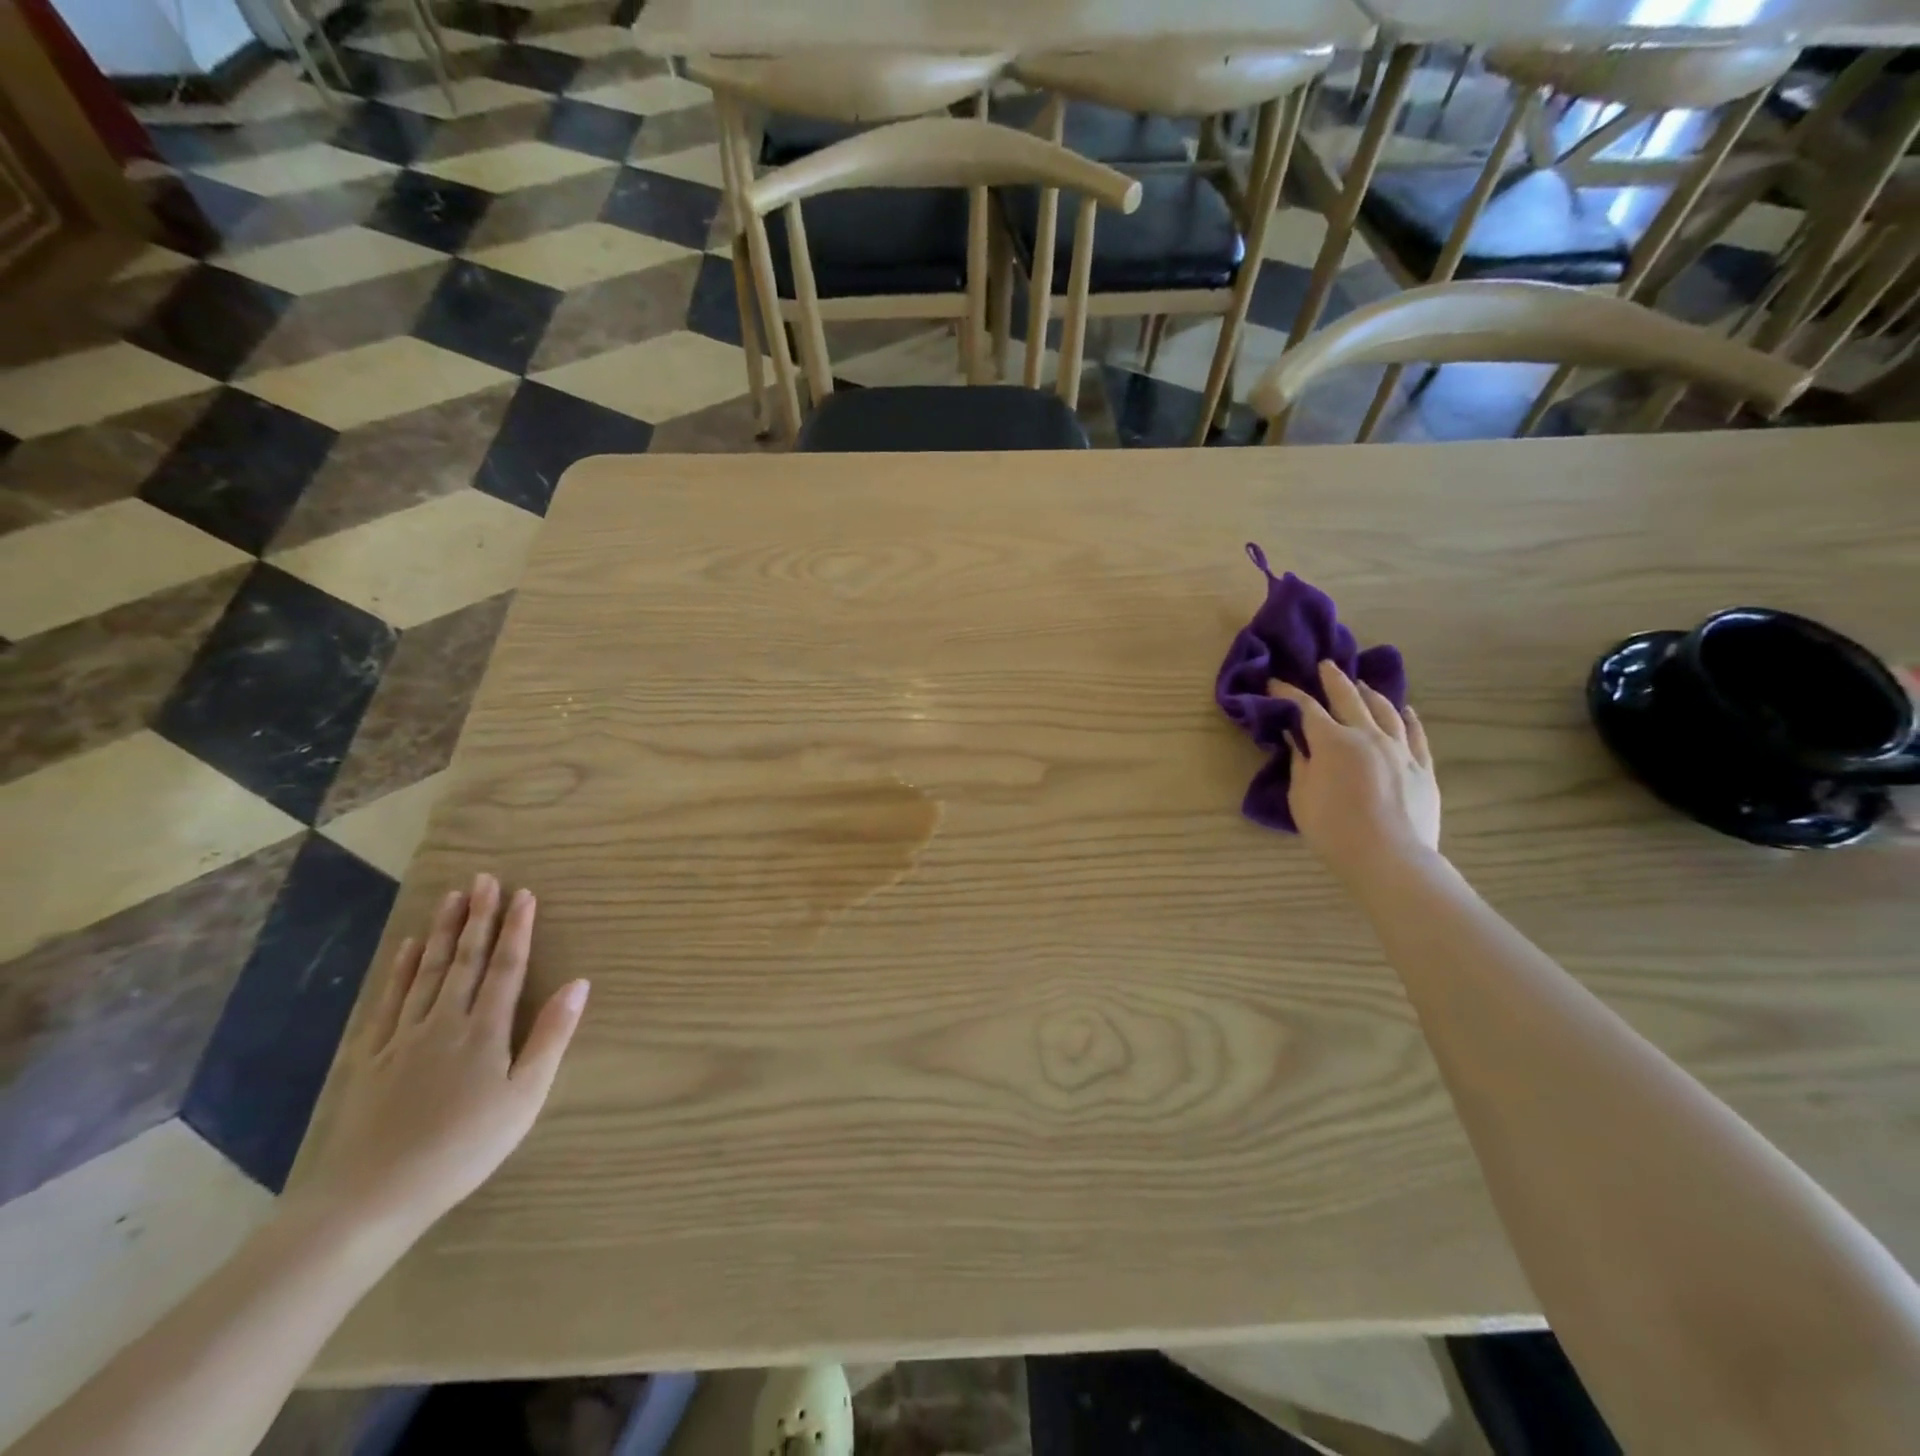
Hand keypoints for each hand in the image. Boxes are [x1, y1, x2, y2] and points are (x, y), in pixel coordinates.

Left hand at [287, 875, 588, 1242]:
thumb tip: (579, 983)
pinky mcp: (370, 1057)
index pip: (506, 967)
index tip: (524, 894)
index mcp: (485, 1030)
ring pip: (427, 972)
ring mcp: (403, 1037)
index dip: (517, 929)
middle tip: (484, 878)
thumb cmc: (464, 1148)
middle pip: (465, 959)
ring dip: (441, 932)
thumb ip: (551, 1037)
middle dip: (479, 917)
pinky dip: (399, 970)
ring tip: (451, 898)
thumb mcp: (524, 1097)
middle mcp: (444, 1021)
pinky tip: (405, 949)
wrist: (371, 1198)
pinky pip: (388, 1001)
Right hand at [1269, 661, 1440, 886]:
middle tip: (1324, 665)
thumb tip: (1296, 738)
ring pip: (1386, 710)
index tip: (1276, 682)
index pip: (1306, 708)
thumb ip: (1300, 762)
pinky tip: (1405, 710)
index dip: (1289, 693)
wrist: (1390, 858)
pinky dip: (1408, 718)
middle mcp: (1368, 735)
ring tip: (1361, 684)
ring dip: (1370, 693)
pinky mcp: (1422, 767)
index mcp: (1333, 742)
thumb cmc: (1334, 830)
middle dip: (1333, 680)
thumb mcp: (1302, 797)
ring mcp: (1400, 749)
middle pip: (1349, 698)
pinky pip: (1416, 734)